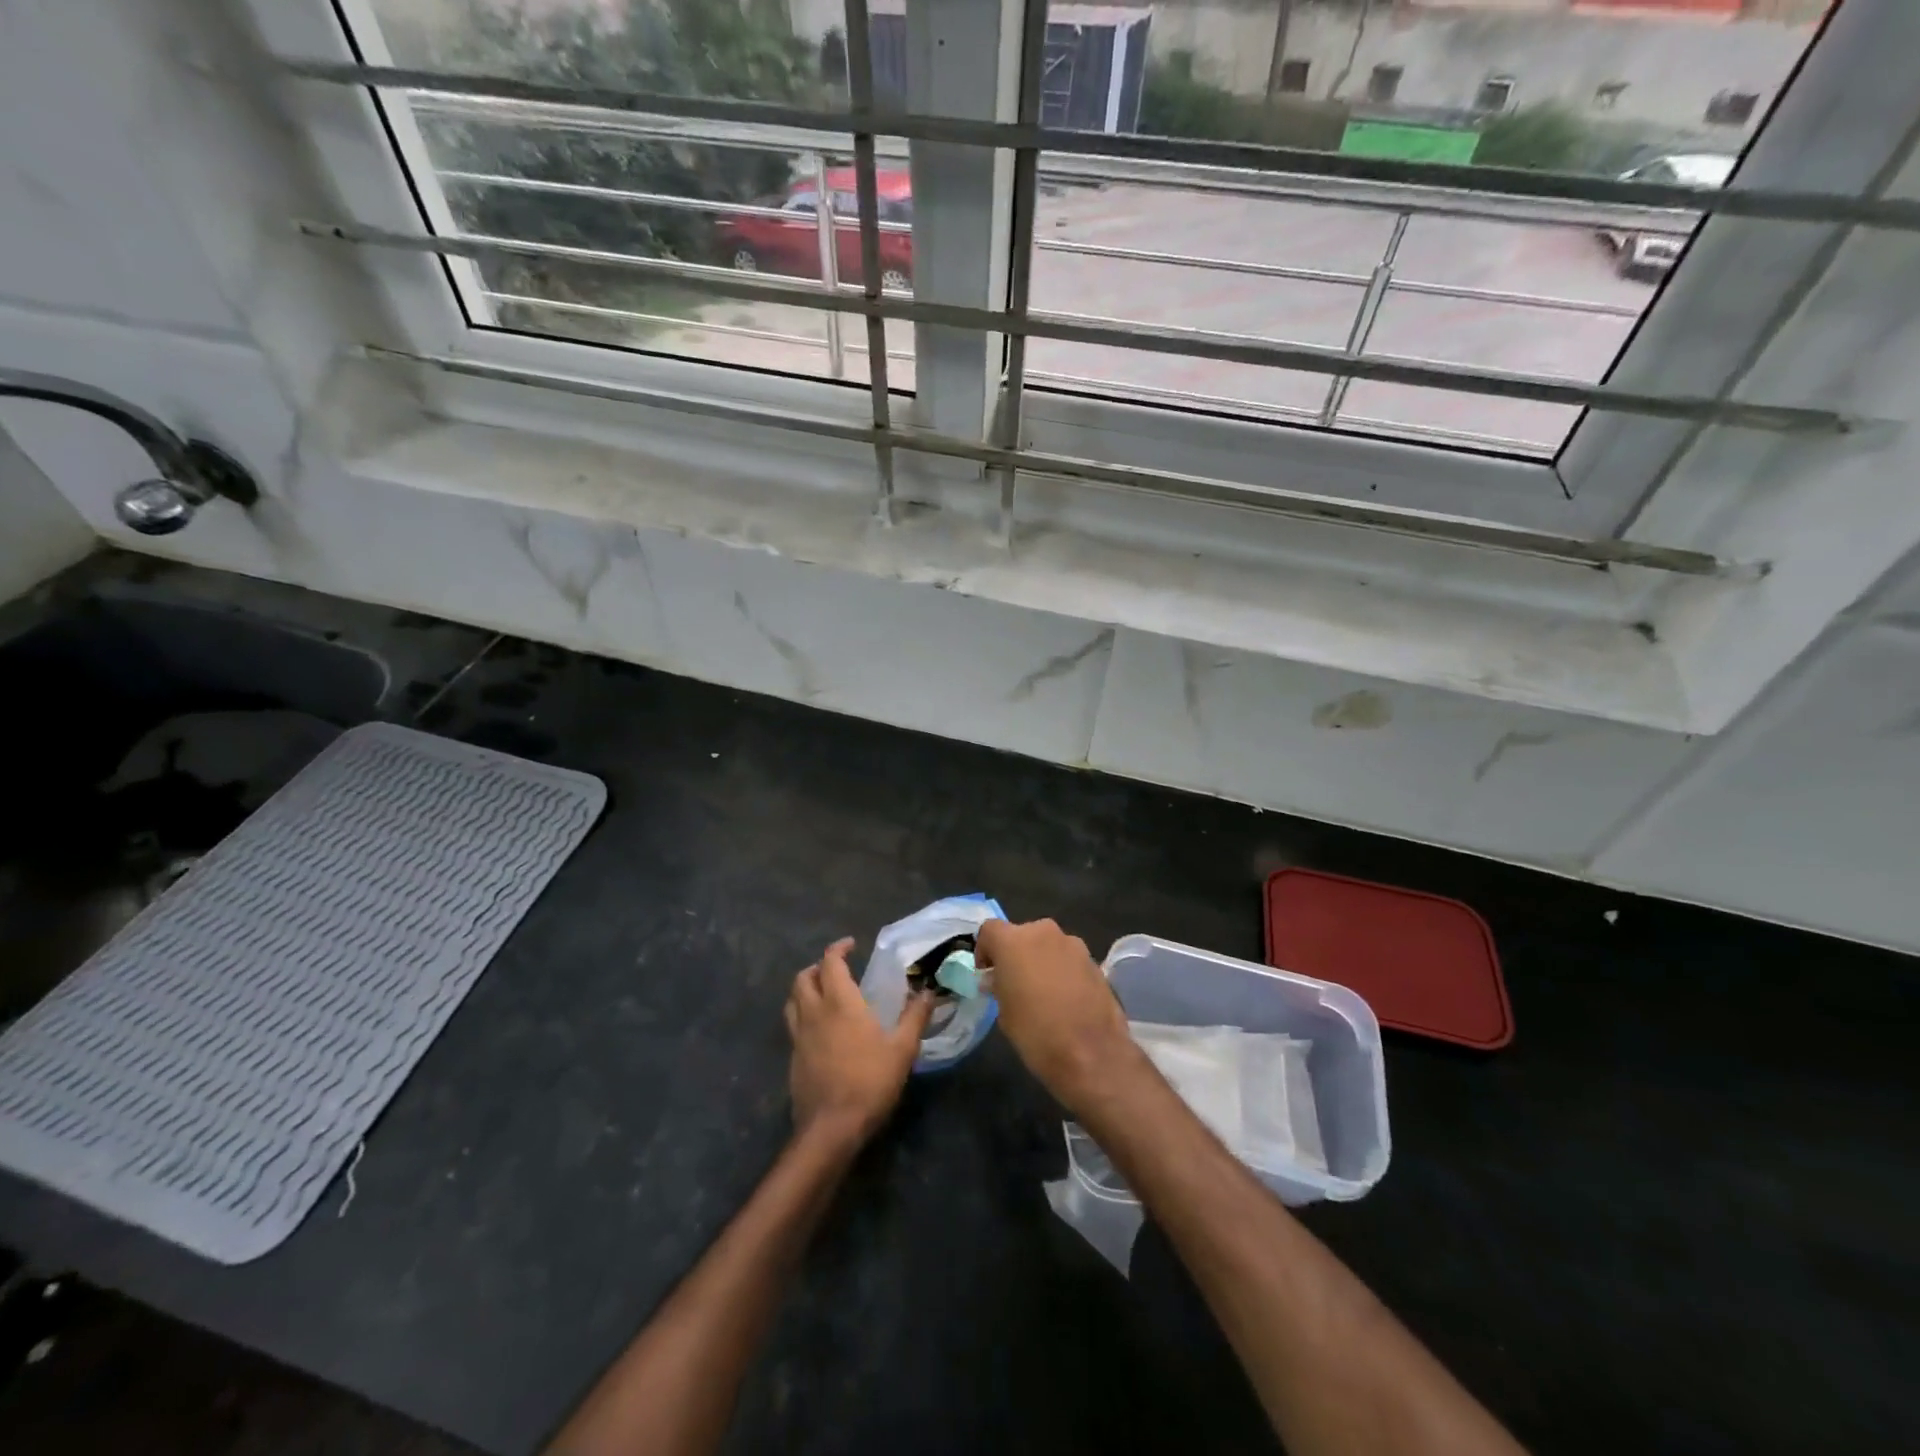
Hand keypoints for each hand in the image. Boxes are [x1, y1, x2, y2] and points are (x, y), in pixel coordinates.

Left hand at [785, 938, 932, 1150]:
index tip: (851, 945)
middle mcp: (814, 1012)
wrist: (831, 1127)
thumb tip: (929, 991)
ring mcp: (799, 1036)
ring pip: (793, 1000)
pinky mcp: (793, 1057)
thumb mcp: (902, 1049)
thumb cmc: (869, 1081)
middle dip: (818, 967)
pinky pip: (793, 1024)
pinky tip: (821, 1030)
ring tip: (824, 993)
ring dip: (805, 989)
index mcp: (840, 1002)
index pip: (830, 962)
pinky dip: (803, 1015)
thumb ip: (915, 1016)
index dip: (838, 948)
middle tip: (836, 969)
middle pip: (803, 977)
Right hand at [974, 918, 1140, 1115]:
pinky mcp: (1095, 960)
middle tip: (1014, 984)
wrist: (1093, 1055)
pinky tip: (1066, 1000)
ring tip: (1043, 994)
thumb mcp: (1004, 1014)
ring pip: (1047, 945)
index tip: (988, 974)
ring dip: (1041, 961)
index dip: (985, 950)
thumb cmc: (1037, 1034)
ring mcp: (1073, 944)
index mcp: (1013, 941)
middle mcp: (1044, 932)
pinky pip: (1068, 959)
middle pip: (1022, 934)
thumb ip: (999, 986)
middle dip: (1015, 954)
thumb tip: (1000, 980)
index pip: (989, 930)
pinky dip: (1062, 971)